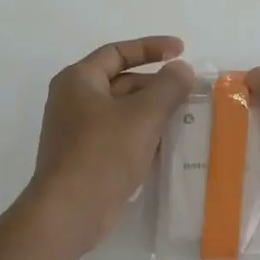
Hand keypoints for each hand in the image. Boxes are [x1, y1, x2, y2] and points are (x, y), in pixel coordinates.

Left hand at [26, 37, 195, 252]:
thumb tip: (182, 69)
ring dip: (153, 111)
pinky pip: (121, 136)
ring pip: (123, 111)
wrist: (70, 211)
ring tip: (187, 115)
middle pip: (122, 81)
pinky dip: (144, 134)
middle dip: (156, 84)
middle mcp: (74, 100)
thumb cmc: (103, 153)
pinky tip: (170, 144)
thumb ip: (168, 87)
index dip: (151, 47)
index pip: (118, 51)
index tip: (182, 50)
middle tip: (189, 90)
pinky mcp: (88, 157)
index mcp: (79, 80)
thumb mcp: (143, 115)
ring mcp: (79, 131)